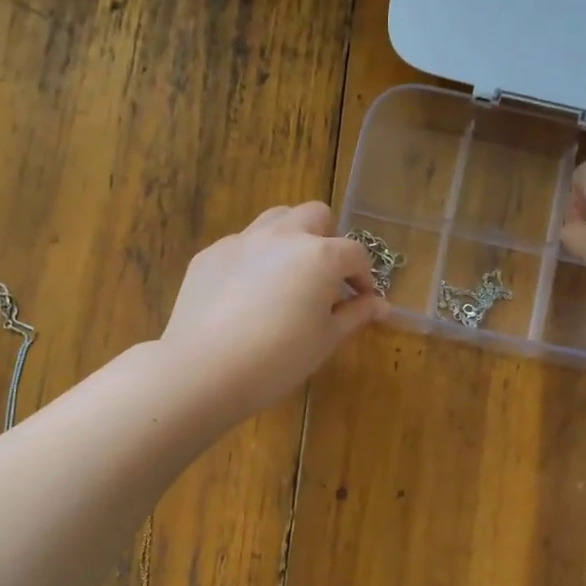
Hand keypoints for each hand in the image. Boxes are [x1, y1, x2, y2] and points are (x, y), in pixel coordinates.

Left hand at [160, 202, 387, 419]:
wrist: (204, 370)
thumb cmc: (277, 359)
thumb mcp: (325, 340)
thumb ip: (355, 315)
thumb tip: (381, 305)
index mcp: (319, 256)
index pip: (355, 253)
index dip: (364, 277)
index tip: (361, 301)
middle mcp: (282, 236)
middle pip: (315, 215)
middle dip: (328, 239)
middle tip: (325, 278)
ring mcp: (242, 241)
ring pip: (276, 219)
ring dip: (291, 238)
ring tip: (288, 276)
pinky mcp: (210, 254)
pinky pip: (242, 245)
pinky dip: (255, 259)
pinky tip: (247, 295)